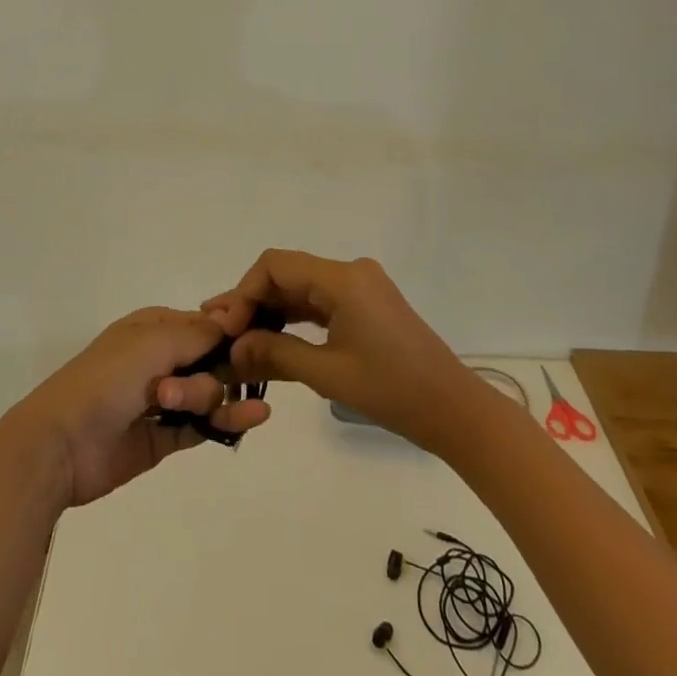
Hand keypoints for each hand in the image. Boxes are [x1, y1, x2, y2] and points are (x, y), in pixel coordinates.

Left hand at [8, 307, 270, 507]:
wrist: (62, 443)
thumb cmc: (107, 379)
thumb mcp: (153, 342)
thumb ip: (198, 334)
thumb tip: (235, 322)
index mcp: (154, 327)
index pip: (205, 324)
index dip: (231, 333)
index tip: (254, 342)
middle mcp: (160, 358)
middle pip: (211, 360)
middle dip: (220, 371)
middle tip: (197, 388)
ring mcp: (162, 399)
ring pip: (210, 393)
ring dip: (222, 398)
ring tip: (223, 412)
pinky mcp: (164, 437)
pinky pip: (203, 425)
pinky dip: (227, 422)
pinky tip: (253, 418)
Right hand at [205, 251, 476, 456]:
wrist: (454, 410)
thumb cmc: (392, 390)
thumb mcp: (328, 373)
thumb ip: (276, 353)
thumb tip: (233, 349)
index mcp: (342, 278)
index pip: (276, 265)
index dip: (244, 291)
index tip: (227, 327)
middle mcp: (350, 272)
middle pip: (287, 273)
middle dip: (253, 301)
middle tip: (222, 333)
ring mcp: (360, 287)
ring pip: (302, 288)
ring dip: (271, 310)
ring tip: (239, 338)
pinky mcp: (366, 305)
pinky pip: (320, 301)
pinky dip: (295, 318)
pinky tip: (272, 338)